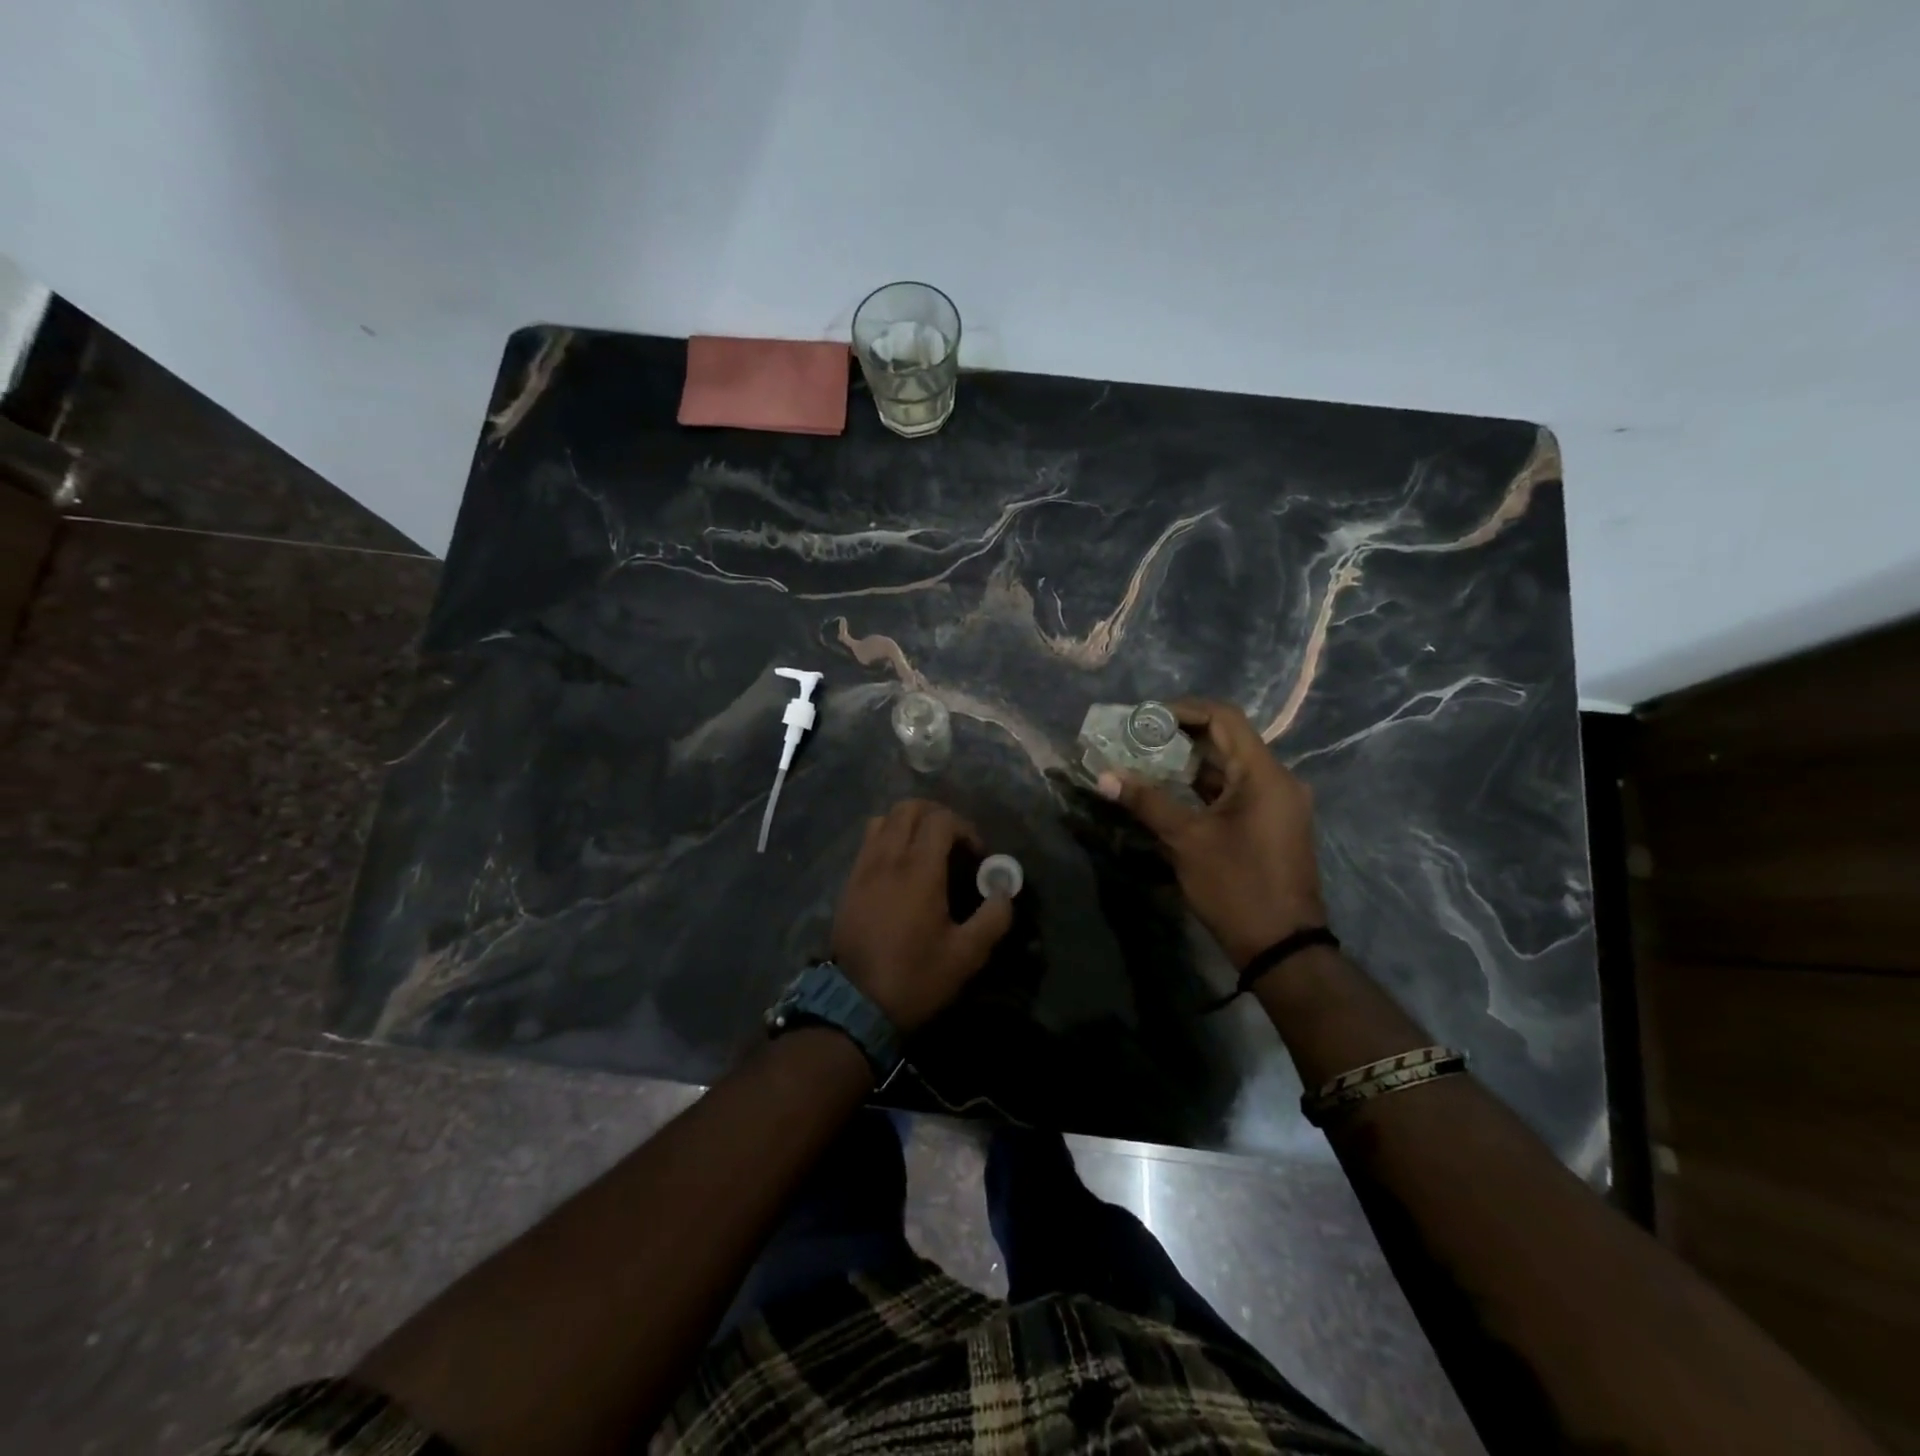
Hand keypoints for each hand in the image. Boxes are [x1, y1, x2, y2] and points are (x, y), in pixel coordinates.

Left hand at [831, 800, 1014, 1032]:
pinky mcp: (849, 882)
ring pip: (884, 819)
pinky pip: (868, 841)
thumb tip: (1003, 891)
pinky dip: (887, 838)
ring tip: (925, 849)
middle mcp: (888, 858)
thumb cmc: (917, 978)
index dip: (965, 828)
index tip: (977, 856)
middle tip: (954, 843)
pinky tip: (900, 868)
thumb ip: (993, 918)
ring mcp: (864, 868)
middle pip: (909, 808)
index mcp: (919, 870)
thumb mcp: (967, 955)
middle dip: (937, 816)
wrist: (857, 1005)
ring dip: (908, 823)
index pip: (941, 819)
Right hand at [1097, 698, 1327, 968]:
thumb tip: (1104, 776)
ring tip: (1144, 762)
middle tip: (1136, 740)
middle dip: (1179, 736)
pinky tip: (1169, 792)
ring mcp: (1276, 803)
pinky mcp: (1271, 824)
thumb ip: (1147, 802)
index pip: (1224, 718)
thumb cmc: (1236, 887)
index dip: (1183, 710)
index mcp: (1264, 775)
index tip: (1144, 718)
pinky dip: (1203, 787)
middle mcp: (1277, 780)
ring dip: (1189, 763)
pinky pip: (1235, 791)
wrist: (1282, 948)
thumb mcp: (1186, 841)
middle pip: (1227, 740)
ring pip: (1229, 767)